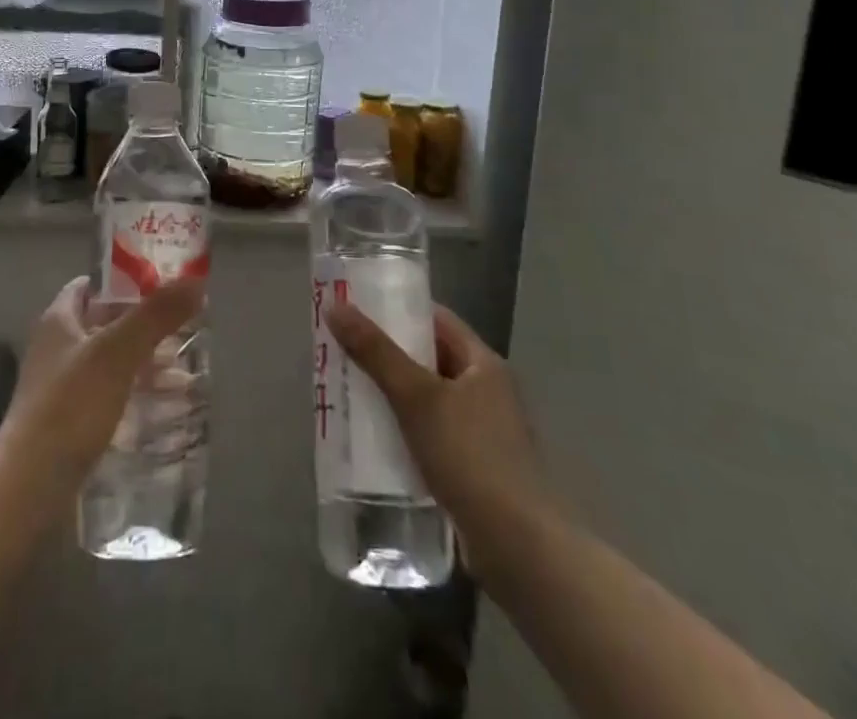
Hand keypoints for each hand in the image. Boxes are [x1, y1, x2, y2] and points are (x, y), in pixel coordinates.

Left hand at [0, 276, 204, 516]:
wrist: (29, 488)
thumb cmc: (70, 407)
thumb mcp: (117, 354)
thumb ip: (155, 316)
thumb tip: (195, 281)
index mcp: (59, 320)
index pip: (92, 284)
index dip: (125, 279)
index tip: (163, 284)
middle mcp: (56, 347)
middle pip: (106, 323)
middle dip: (144, 326)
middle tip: (182, 331)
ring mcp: (61, 387)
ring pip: (110, 362)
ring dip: (143, 363)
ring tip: (183, 372)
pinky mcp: (69, 422)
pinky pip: (108, 395)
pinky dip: (134, 394)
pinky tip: (162, 408)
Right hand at [326, 301, 548, 537]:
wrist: (520, 549)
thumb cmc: (472, 457)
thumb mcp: (417, 397)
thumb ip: (376, 352)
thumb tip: (335, 306)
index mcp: (483, 364)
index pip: (436, 319)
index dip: (398, 310)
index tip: (358, 309)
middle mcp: (487, 391)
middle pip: (430, 358)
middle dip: (387, 355)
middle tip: (342, 350)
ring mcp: (483, 433)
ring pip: (428, 399)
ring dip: (392, 396)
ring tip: (348, 391)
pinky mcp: (474, 470)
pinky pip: (430, 435)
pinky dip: (403, 431)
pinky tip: (373, 440)